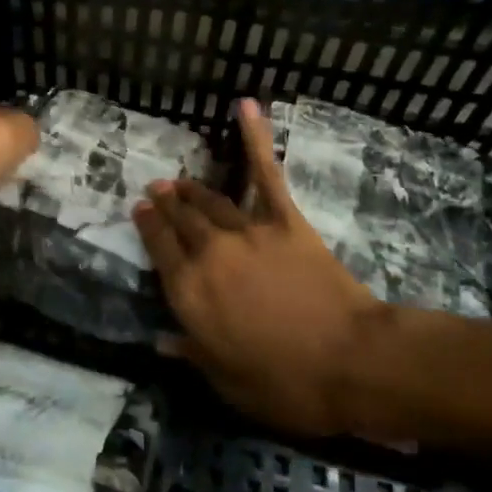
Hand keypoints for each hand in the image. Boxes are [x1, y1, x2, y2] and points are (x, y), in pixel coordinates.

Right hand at [134, 99, 397, 438]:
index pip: (158, 251)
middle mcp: (208, 254)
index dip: (147, 228)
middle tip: (156, 190)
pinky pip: (265, 173)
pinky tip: (246, 106)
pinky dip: (255, 137)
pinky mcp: (284, 220)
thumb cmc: (288, 384)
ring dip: (191, 189)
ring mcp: (246, 231)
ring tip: (179, 180)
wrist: (352, 361)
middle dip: (165, 204)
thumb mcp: (229, 384)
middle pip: (180, 221)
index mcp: (190, 293)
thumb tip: (160, 341)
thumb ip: (192, 355)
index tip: (140, 210)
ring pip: (209, 201)